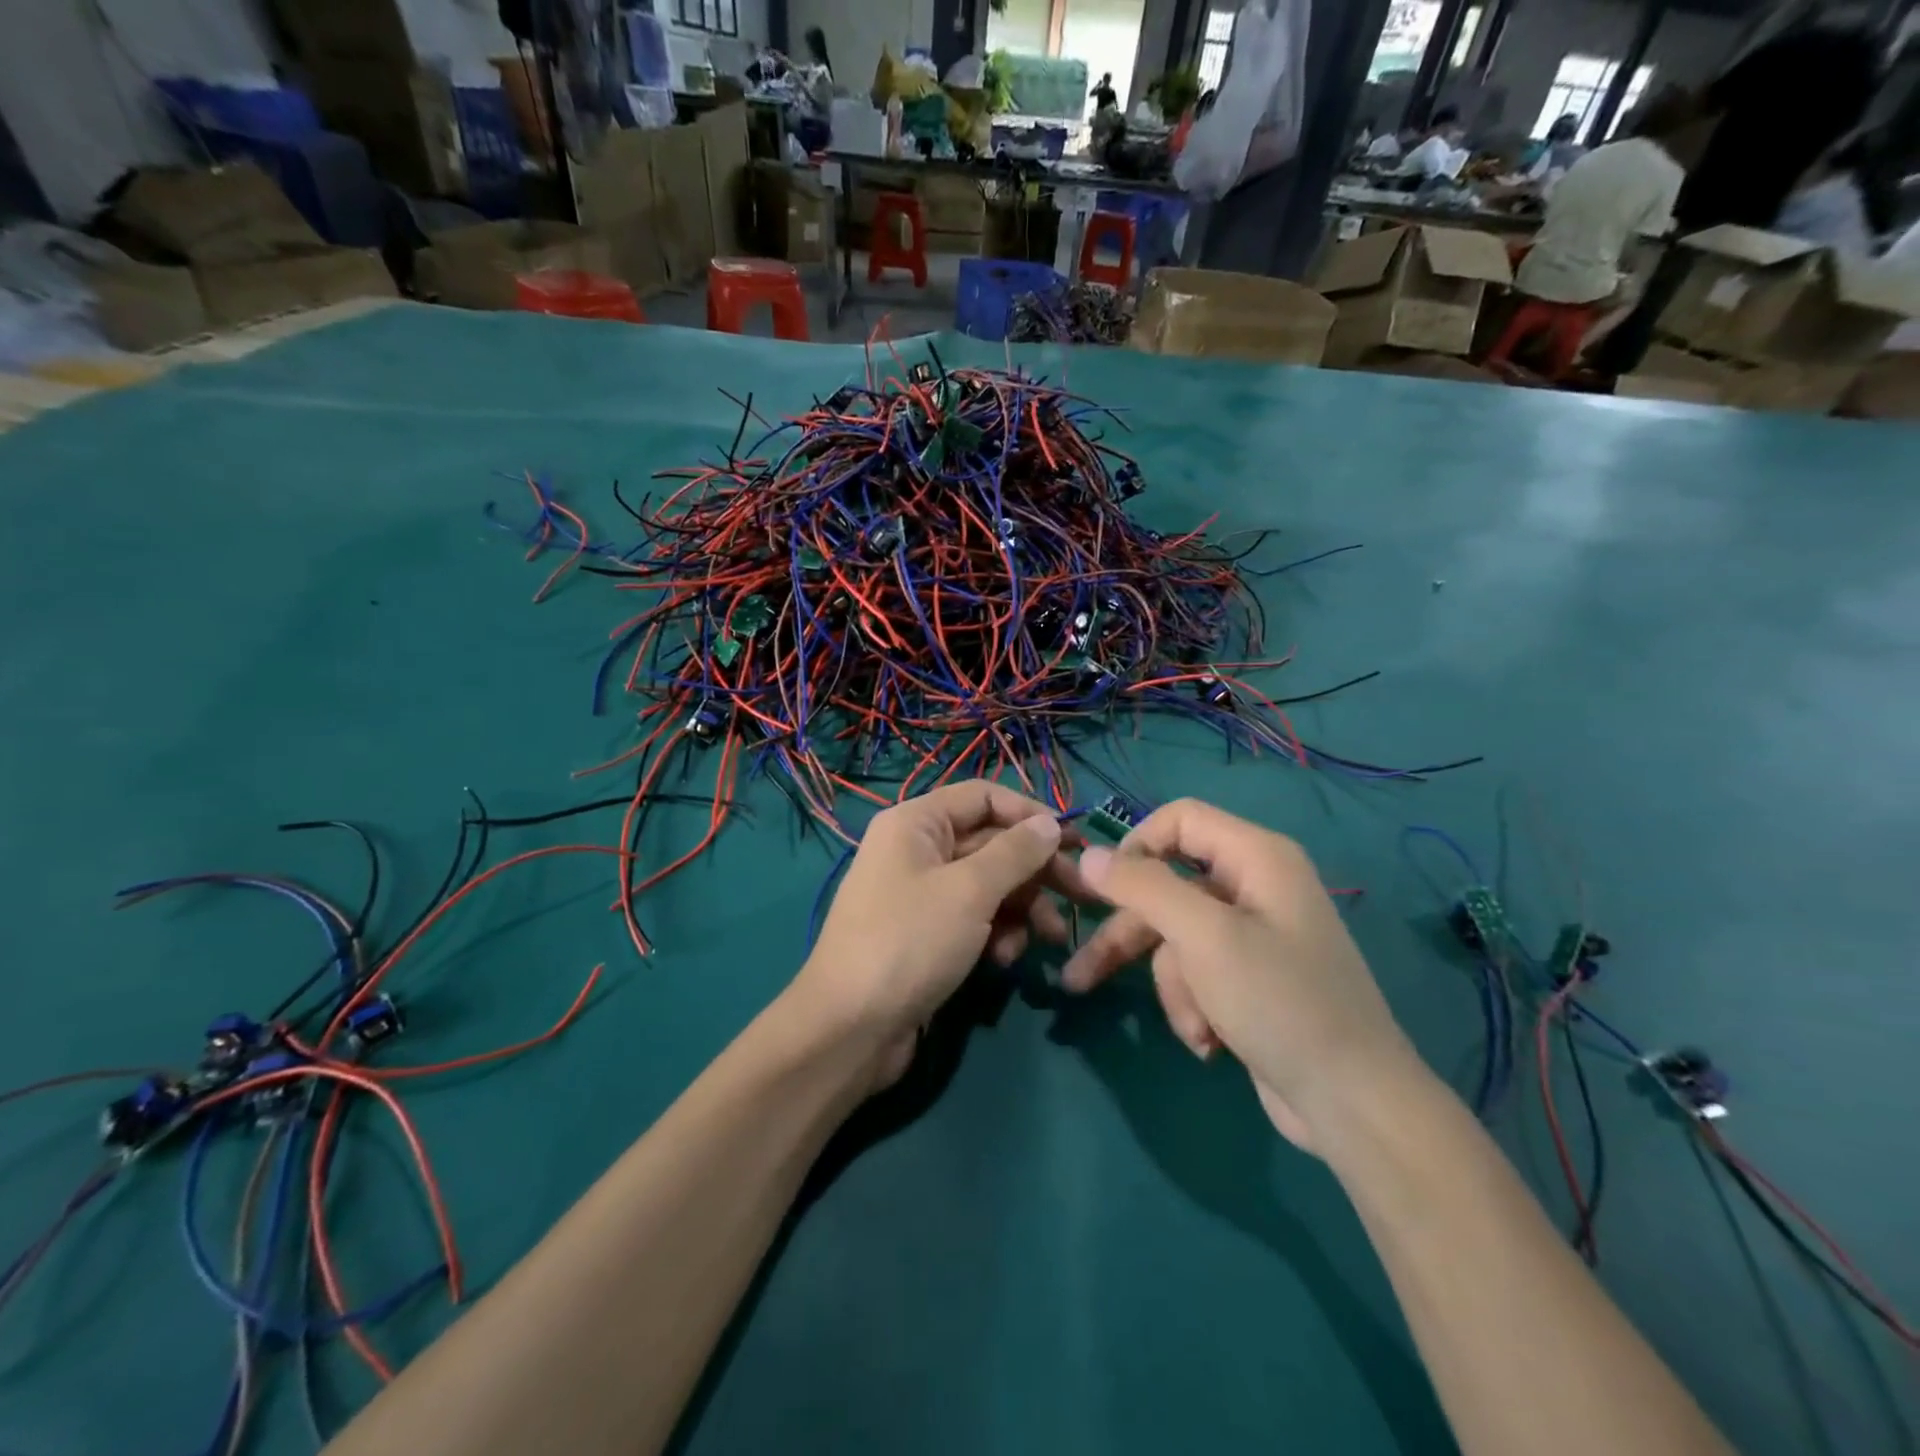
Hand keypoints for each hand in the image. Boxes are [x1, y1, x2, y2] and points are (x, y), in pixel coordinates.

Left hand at [791, 782, 1075, 1089]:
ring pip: (987, 885)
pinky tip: (1005, 960)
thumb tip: (1050, 823)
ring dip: (1021, 908)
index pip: (984, 796)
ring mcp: (920, 895)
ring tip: (1049, 939)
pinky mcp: (926, 935)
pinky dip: (995, 933)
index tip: (1073, 841)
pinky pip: (972, 918)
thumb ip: (1015, 853)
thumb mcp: (970, 891)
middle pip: (990, 843)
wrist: (851, 1029)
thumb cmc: (910, 942)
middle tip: (1081, 895)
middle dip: (1035, 870)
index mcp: (916, 823)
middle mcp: (916, 850)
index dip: (1030, 814)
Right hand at [1062, 799, 1418, 1152]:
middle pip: (1167, 887)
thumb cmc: (1279, 1002)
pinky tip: (1210, 1043)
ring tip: (1193, 1032)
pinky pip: (1197, 972)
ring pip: (1176, 938)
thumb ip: (1142, 887)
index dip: (1136, 845)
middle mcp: (1254, 885)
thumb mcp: (1203, 937)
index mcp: (1256, 856)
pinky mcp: (1249, 978)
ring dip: (1174, 986)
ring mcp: (1252, 934)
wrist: (1353, 1104)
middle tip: (1079, 974)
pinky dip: (1194, 1005)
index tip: (1103, 887)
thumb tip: (1088, 855)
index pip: (1179, 819)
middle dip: (1130, 936)